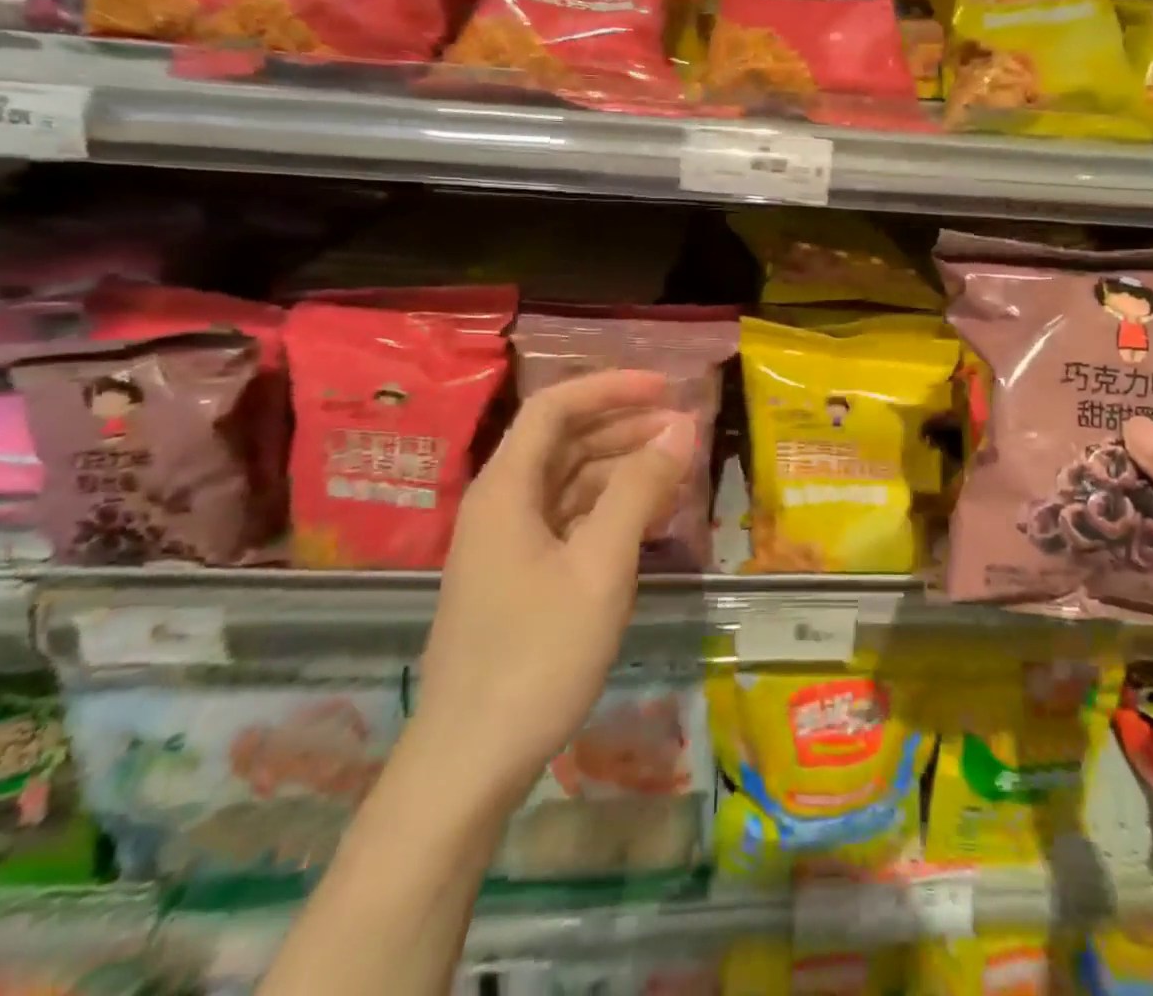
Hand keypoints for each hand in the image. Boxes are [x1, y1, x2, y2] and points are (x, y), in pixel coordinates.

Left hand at [410, 370, 693, 805]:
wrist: (468, 765)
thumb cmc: (536, 656)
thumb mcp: (600, 566)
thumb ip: (639, 489)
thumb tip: (681, 425)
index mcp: (505, 490)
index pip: (554, 408)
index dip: (610, 388)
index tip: (666, 388)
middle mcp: (501, 505)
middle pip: (563, 440)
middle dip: (624, 425)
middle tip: (684, 428)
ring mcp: (508, 543)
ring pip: (569, 481)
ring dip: (621, 467)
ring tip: (677, 468)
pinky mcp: (520, 576)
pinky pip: (570, 519)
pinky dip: (610, 507)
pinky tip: (649, 516)